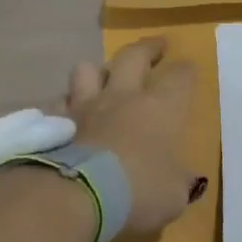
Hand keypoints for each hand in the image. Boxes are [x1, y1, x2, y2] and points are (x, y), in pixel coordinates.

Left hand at [62, 36, 203, 235]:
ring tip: (101, 77)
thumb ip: (177, 182)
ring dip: (97, 71)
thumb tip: (179, 181)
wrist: (75, 196)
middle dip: (148, 48)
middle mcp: (123, 98)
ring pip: (87, 70)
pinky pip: (58, 104)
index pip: (180, 77)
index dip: (186, 70)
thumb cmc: (138, 191)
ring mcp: (84, 107)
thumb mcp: (173, 195)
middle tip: (156, 45)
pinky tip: (67, 118)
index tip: (189, 68)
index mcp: (161, 108)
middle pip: (134, 56)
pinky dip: (65, 107)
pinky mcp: (52, 124)